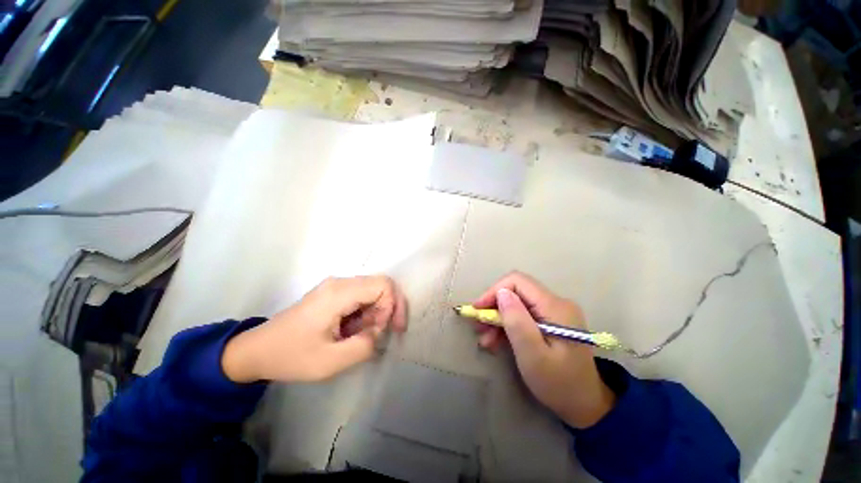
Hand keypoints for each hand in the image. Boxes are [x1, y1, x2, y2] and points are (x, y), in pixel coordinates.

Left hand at [222, 275, 406, 382]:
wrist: (256, 350)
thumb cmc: (291, 356)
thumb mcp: (330, 362)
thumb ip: (364, 345)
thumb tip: (379, 331)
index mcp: (339, 293)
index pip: (384, 285)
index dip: (393, 306)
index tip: (386, 330)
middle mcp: (340, 282)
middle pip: (380, 285)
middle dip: (387, 310)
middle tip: (376, 335)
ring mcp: (335, 286)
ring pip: (372, 290)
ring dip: (376, 313)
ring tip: (361, 336)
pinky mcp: (332, 292)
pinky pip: (361, 296)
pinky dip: (366, 312)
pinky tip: (353, 329)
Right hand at [472, 272, 614, 427]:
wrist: (585, 405)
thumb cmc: (559, 384)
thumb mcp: (533, 355)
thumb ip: (517, 322)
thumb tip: (501, 292)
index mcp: (555, 307)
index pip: (518, 281)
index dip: (494, 291)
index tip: (478, 310)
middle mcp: (556, 302)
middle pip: (516, 291)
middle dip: (494, 307)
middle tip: (479, 328)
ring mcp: (554, 311)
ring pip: (517, 303)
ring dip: (498, 318)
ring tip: (486, 340)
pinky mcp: (550, 321)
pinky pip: (523, 314)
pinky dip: (508, 325)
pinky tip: (497, 340)